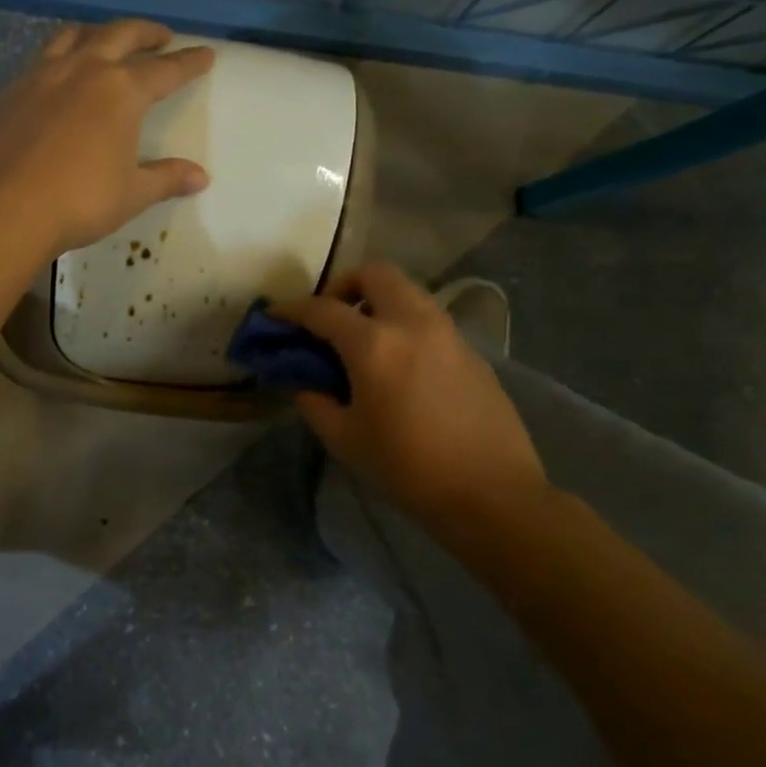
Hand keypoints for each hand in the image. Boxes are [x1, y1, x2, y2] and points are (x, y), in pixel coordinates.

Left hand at [0, 19, 215, 258]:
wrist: (4, 209)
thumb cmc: (80, 202)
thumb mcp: (132, 194)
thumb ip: (166, 178)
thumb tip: (200, 177)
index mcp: (121, 90)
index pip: (165, 69)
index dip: (188, 63)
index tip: (205, 54)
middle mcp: (84, 69)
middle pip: (121, 35)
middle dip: (146, 33)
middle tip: (161, 37)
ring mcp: (43, 75)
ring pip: (76, 35)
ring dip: (100, 32)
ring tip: (109, 41)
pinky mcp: (12, 90)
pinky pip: (43, 57)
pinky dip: (63, 54)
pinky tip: (61, 74)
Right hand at [273, 264, 549, 522]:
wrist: (490, 492)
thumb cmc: (406, 467)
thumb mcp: (344, 438)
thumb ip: (314, 400)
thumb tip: (302, 380)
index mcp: (374, 344)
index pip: (322, 310)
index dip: (292, 310)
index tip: (275, 316)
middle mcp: (413, 323)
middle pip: (375, 274)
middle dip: (344, 287)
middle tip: (330, 319)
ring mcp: (448, 333)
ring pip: (407, 292)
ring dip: (377, 302)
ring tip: (363, 341)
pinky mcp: (472, 351)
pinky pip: (429, 319)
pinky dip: (404, 325)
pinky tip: (400, 366)